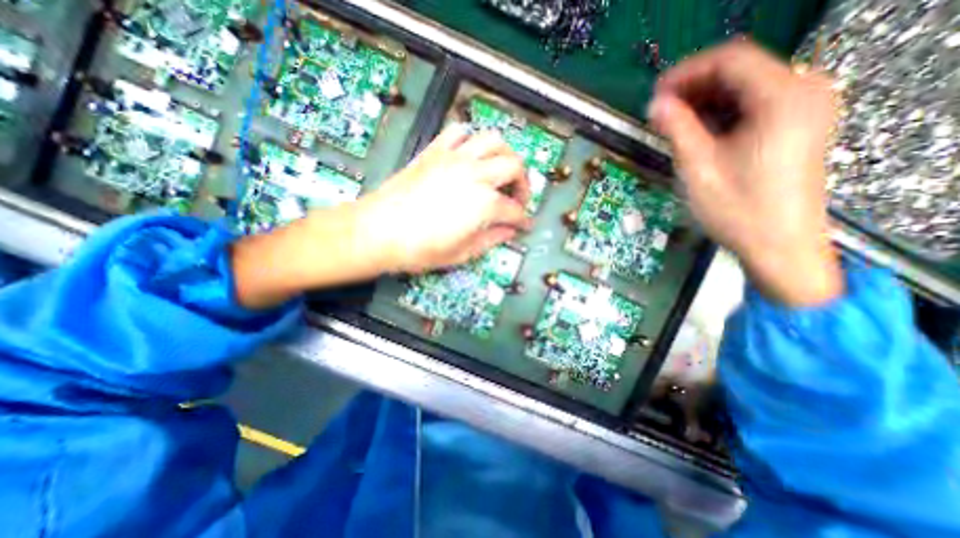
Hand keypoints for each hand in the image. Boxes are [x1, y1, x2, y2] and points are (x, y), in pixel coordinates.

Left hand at [356, 123, 533, 272]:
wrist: (378, 231)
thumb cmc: (420, 249)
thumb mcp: (462, 253)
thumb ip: (492, 239)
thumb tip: (510, 231)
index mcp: (484, 204)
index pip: (515, 210)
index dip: (523, 219)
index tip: (524, 224)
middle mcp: (476, 174)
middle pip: (514, 166)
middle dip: (523, 184)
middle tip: (516, 198)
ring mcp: (455, 158)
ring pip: (493, 140)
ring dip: (504, 154)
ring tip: (499, 171)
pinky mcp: (435, 151)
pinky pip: (459, 132)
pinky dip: (470, 140)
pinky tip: (469, 155)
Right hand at [652, 38, 841, 303]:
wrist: (778, 245)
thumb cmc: (737, 209)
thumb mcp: (698, 167)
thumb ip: (677, 129)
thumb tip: (655, 104)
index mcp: (783, 97)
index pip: (731, 59)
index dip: (687, 72)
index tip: (655, 94)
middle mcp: (803, 92)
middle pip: (741, 71)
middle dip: (694, 88)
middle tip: (659, 113)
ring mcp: (804, 109)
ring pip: (745, 89)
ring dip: (705, 102)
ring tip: (672, 124)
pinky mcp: (797, 127)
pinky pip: (754, 107)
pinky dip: (721, 114)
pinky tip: (698, 133)